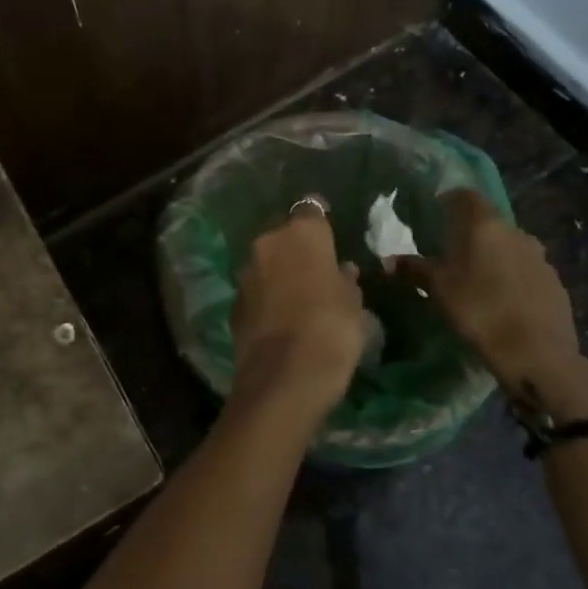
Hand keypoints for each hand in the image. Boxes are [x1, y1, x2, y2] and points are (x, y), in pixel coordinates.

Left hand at [230, 209, 367, 420]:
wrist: (283, 378)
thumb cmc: (331, 331)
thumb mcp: (354, 305)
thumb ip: (345, 280)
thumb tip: (341, 270)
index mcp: (301, 234)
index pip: (311, 209)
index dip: (319, 220)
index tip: (329, 233)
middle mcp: (267, 244)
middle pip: (283, 236)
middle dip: (297, 249)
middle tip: (318, 270)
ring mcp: (245, 273)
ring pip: (266, 263)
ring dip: (279, 273)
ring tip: (299, 297)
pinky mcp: (233, 303)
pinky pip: (255, 291)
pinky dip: (266, 298)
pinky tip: (281, 319)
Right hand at [395, 189, 587, 422]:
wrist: (537, 354)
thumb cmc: (479, 311)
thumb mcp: (437, 289)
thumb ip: (413, 269)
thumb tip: (387, 261)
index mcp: (484, 225)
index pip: (465, 195)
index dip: (448, 201)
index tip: (433, 215)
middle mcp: (516, 232)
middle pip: (488, 222)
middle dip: (468, 233)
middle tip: (448, 254)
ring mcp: (540, 257)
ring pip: (508, 246)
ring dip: (491, 256)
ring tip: (474, 281)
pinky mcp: (555, 282)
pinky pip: (525, 270)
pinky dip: (510, 277)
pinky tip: (501, 301)